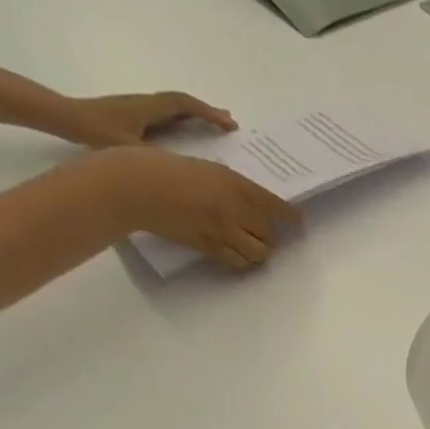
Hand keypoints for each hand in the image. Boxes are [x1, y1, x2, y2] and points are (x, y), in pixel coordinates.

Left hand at [56, 91, 237, 147]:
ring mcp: (140, 108)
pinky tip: (191, 132)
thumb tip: (187, 166)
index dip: (209, 113)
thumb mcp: (130, 148)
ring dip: (198, 115)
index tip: (230, 124)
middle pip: (183, 103)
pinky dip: (185, 120)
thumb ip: (158, 156)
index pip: (184, 104)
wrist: (64, 117)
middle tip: (230, 123)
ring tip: (216, 126)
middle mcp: (147, 104)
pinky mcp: (135, 115)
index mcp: (149, 108)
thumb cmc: (95, 132)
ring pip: (176, 108)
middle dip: (208, 112)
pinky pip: (168, 115)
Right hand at [103, 146, 300, 270]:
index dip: (290, 217)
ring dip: (259, 251)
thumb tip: (249, 201)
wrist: (130, 185)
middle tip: (263, 233)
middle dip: (269, 235)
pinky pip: (238, 262)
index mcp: (233, 182)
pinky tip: (237, 255)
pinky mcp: (209, 246)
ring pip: (259, 252)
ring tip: (251, 246)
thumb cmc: (160, 166)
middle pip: (270, 233)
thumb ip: (228, 184)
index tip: (298, 221)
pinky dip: (243, 261)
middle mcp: (233, 207)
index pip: (274, 205)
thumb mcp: (202, 166)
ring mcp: (222, 230)